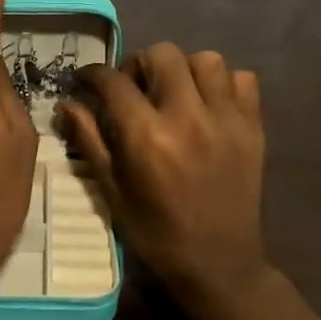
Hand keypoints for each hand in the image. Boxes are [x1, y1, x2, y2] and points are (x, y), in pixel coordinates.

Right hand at [59, 45, 282, 319]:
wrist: (218, 265)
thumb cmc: (154, 232)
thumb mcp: (111, 190)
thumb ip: (89, 140)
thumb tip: (66, 103)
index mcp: (146, 137)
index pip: (114, 81)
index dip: (93, 73)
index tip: (86, 80)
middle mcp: (188, 117)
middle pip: (162, 54)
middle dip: (139, 65)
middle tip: (134, 89)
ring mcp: (226, 120)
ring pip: (206, 60)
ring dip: (183, 70)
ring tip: (175, 94)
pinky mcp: (253, 128)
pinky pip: (243, 80)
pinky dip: (224, 84)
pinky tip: (209, 105)